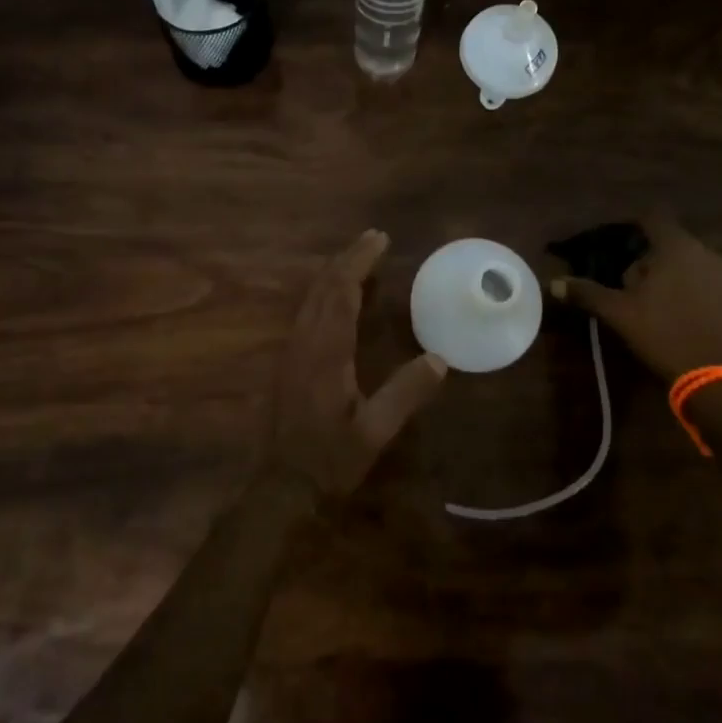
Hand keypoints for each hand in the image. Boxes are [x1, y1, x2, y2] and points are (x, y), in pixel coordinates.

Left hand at [268, 230, 448, 501]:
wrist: (282, 484)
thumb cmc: (329, 459)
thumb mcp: (374, 432)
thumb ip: (405, 394)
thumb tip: (439, 359)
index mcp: (326, 351)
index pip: (341, 292)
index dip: (360, 262)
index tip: (380, 239)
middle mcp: (304, 341)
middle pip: (323, 286)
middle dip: (348, 258)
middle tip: (374, 238)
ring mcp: (292, 349)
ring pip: (312, 296)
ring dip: (335, 272)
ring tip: (359, 257)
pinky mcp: (288, 360)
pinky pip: (307, 310)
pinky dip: (326, 291)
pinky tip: (338, 296)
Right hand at [549, 211, 721, 383]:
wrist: (718, 378)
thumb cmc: (663, 334)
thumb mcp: (618, 313)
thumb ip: (586, 292)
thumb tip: (554, 283)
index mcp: (677, 248)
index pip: (653, 219)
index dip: (634, 228)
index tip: (618, 246)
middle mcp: (708, 254)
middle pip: (673, 244)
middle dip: (651, 259)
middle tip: (632, 285)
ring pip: (694, 266)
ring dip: (675, 277)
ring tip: (657, 304)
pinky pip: (712, 287)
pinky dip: (697, 295)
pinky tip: (684, 319)